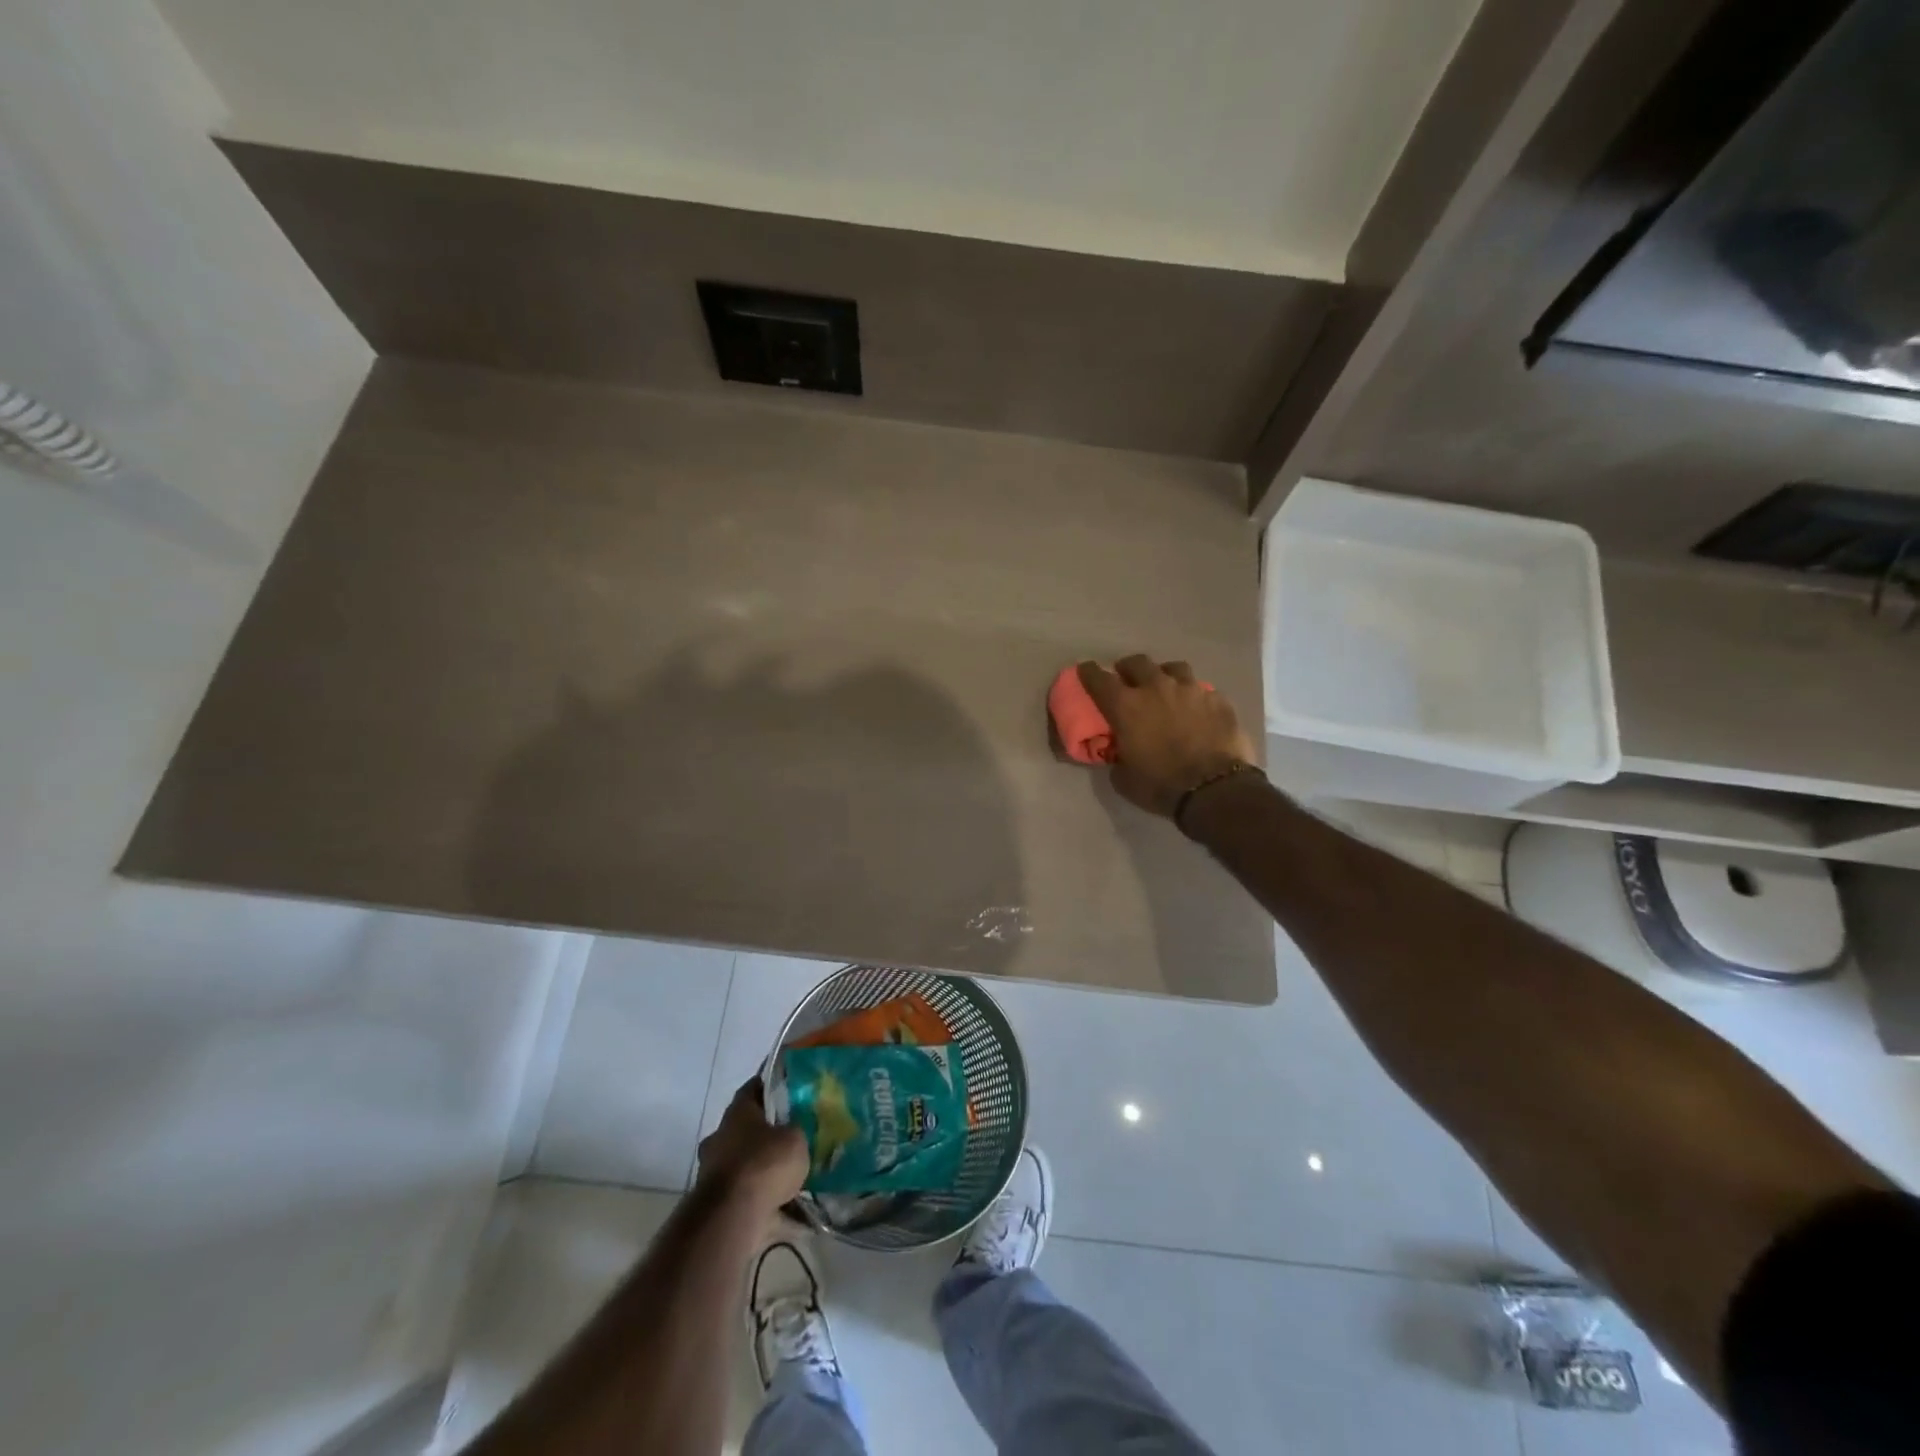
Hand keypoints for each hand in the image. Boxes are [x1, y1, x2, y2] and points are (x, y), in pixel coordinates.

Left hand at [696, 1079, 807, 1213]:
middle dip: (768, 1134)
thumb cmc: (764, 1163)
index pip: (754, 1087)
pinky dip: (767, 1204)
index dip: (771, 1086)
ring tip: (796, 1179)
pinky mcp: (716, 1205)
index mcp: (737, 1112)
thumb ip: (796, 1131)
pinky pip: (748, 1198)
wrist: (733, 1217)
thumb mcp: (795, 1138)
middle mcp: (720, 1137)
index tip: (789, 1089)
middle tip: (794, 1138)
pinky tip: (793, 1214)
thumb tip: (795, 1132)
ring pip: (746, 1165)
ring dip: (765, 1171)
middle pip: (747, 1128)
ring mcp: (714, 1172)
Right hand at [1077, 656, 1256, 818]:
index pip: (1099, 679)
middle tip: (1126, 678)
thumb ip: (1117, 756)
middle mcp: (1156, 688)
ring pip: (1173, 668)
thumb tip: (1119, 751)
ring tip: (1165, 686)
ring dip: (1163, 674)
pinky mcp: (1217, 699)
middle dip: (1127, 668)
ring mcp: (1190, 689)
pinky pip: (1201, 689)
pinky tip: (1196, 709)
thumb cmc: (1161, 785)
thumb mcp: (1123, 778)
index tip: (1086, 669)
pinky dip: (1193, 696)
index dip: (1090, 673)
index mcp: (1126, 706)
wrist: (1214, 790)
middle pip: (1137, 663)